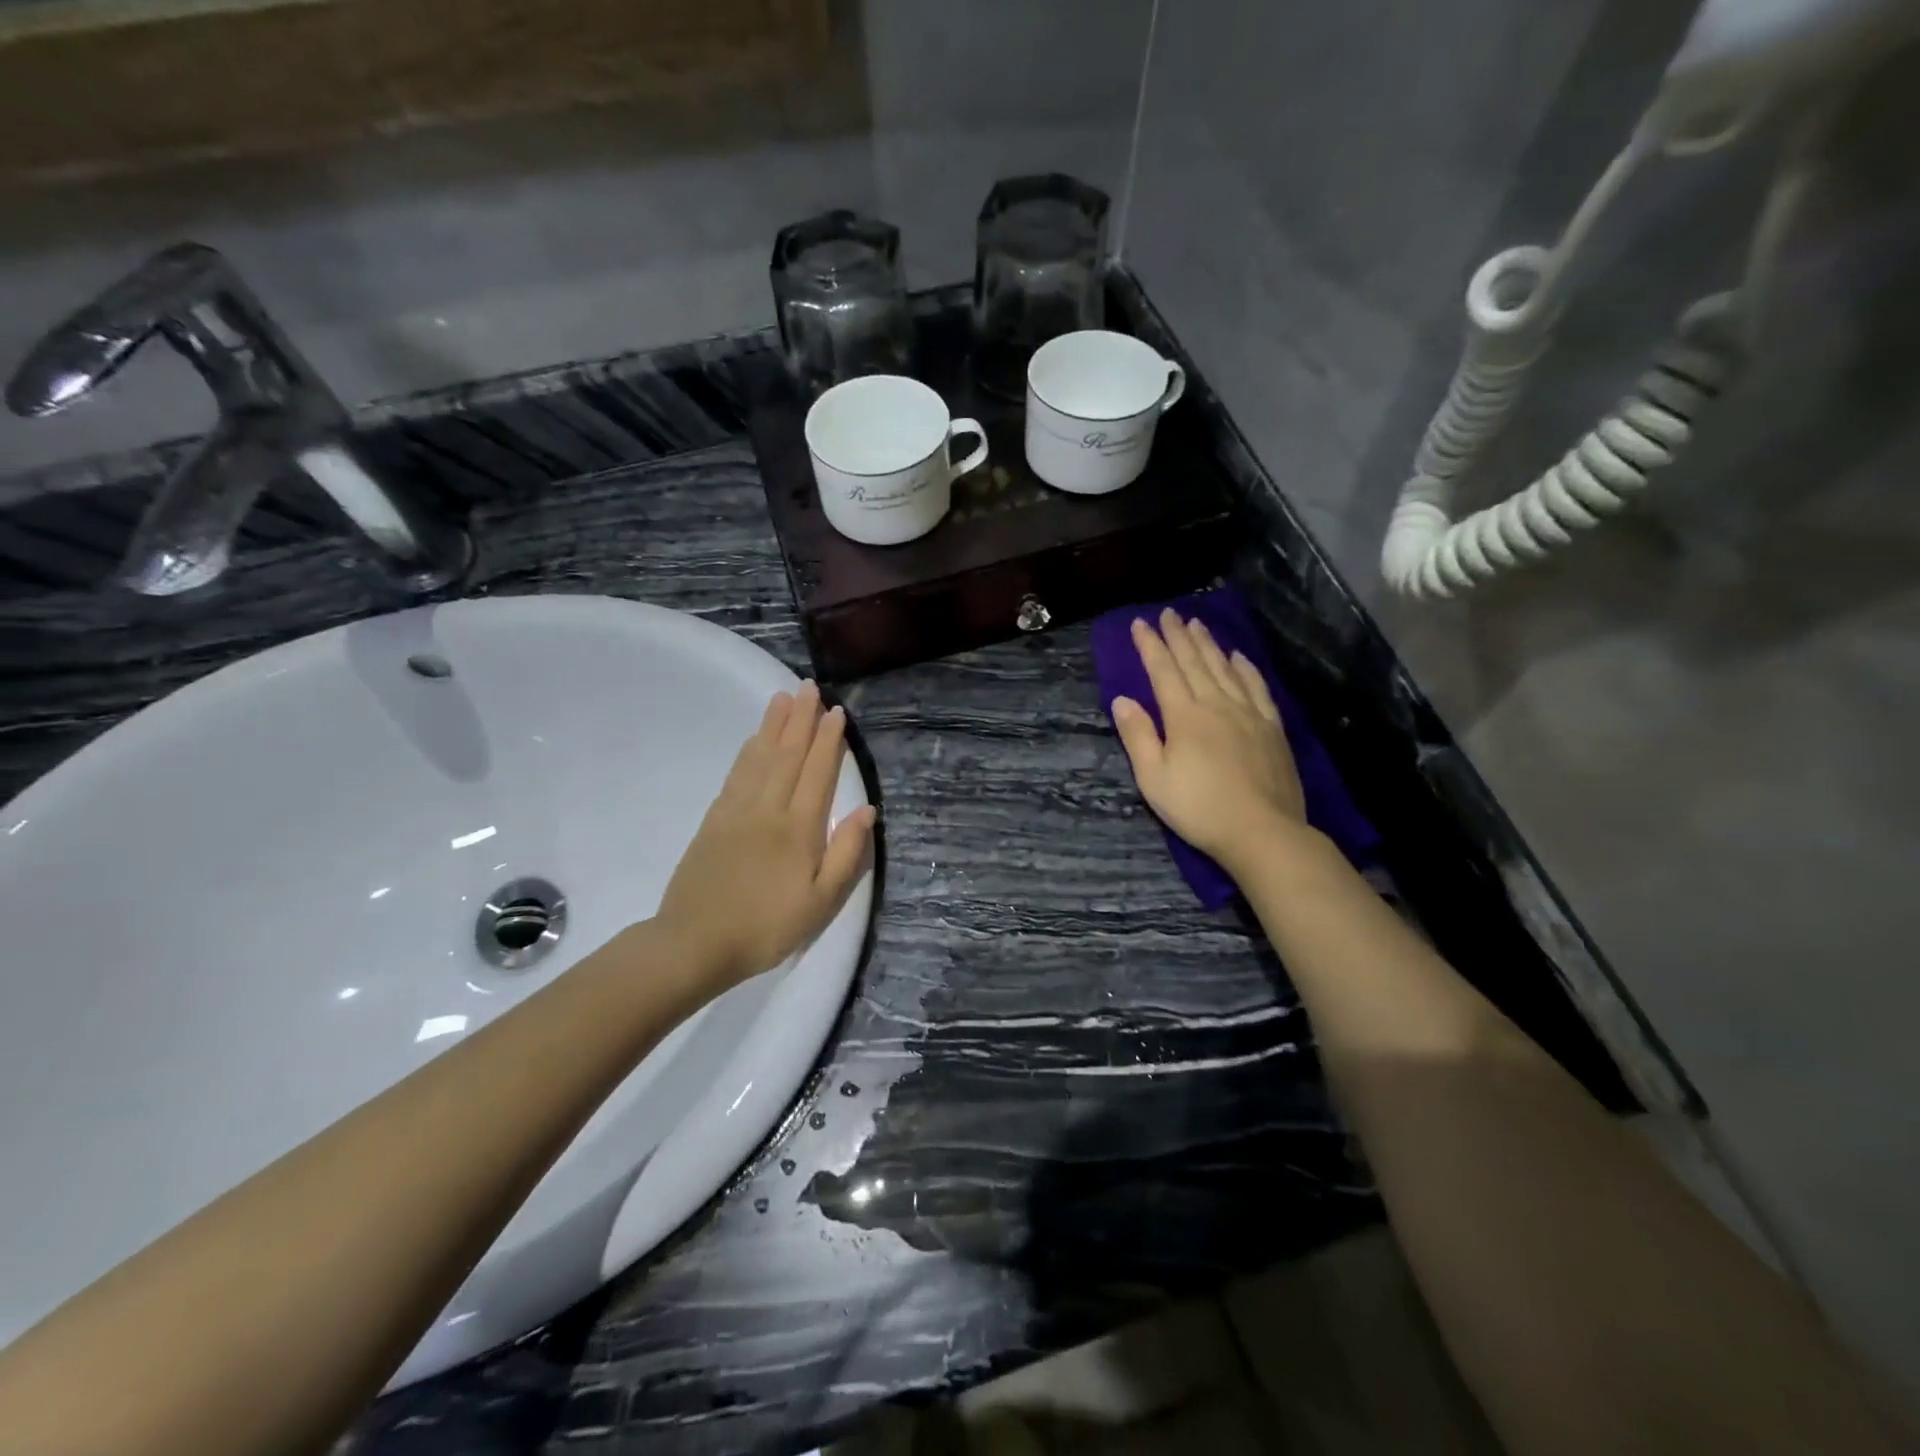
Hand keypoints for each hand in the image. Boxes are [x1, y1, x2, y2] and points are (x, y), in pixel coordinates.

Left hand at [654, 682, 876, 990]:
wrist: (694, 943)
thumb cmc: (767, 927)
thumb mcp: (820, 902)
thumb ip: (846, 854)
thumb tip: (867, 810)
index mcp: (798, 828)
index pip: (817, 773)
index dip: (828, 741)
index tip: (836, 712)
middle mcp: (768, 809)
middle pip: (787, 755)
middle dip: (801, 719)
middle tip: (808, 686)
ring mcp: (736, 812)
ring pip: (760, 758)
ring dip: (773, 726)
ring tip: (782, 697)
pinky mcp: (714, 821)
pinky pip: (736, 775)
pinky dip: (748, 751)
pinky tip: (754, 740)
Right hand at [1112, 609, 1307, 873]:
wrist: (1262, 831)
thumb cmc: (1199, 808)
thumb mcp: (1153, 778)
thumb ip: (1138, 736)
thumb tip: (1122, 700)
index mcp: (1184, 716)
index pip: (1163, 671)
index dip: (1150, 646)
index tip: (1140, 624)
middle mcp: (1217, 704)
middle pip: (1195, 662)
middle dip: (1178, 636)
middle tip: (1169, 614)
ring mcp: (1249, 713)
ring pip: (1225, 668)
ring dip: (1209, 644)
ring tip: (1197, 624)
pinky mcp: (1272, 727)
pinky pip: (1257, 687)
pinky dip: (1245, 668)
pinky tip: (1239, 657)